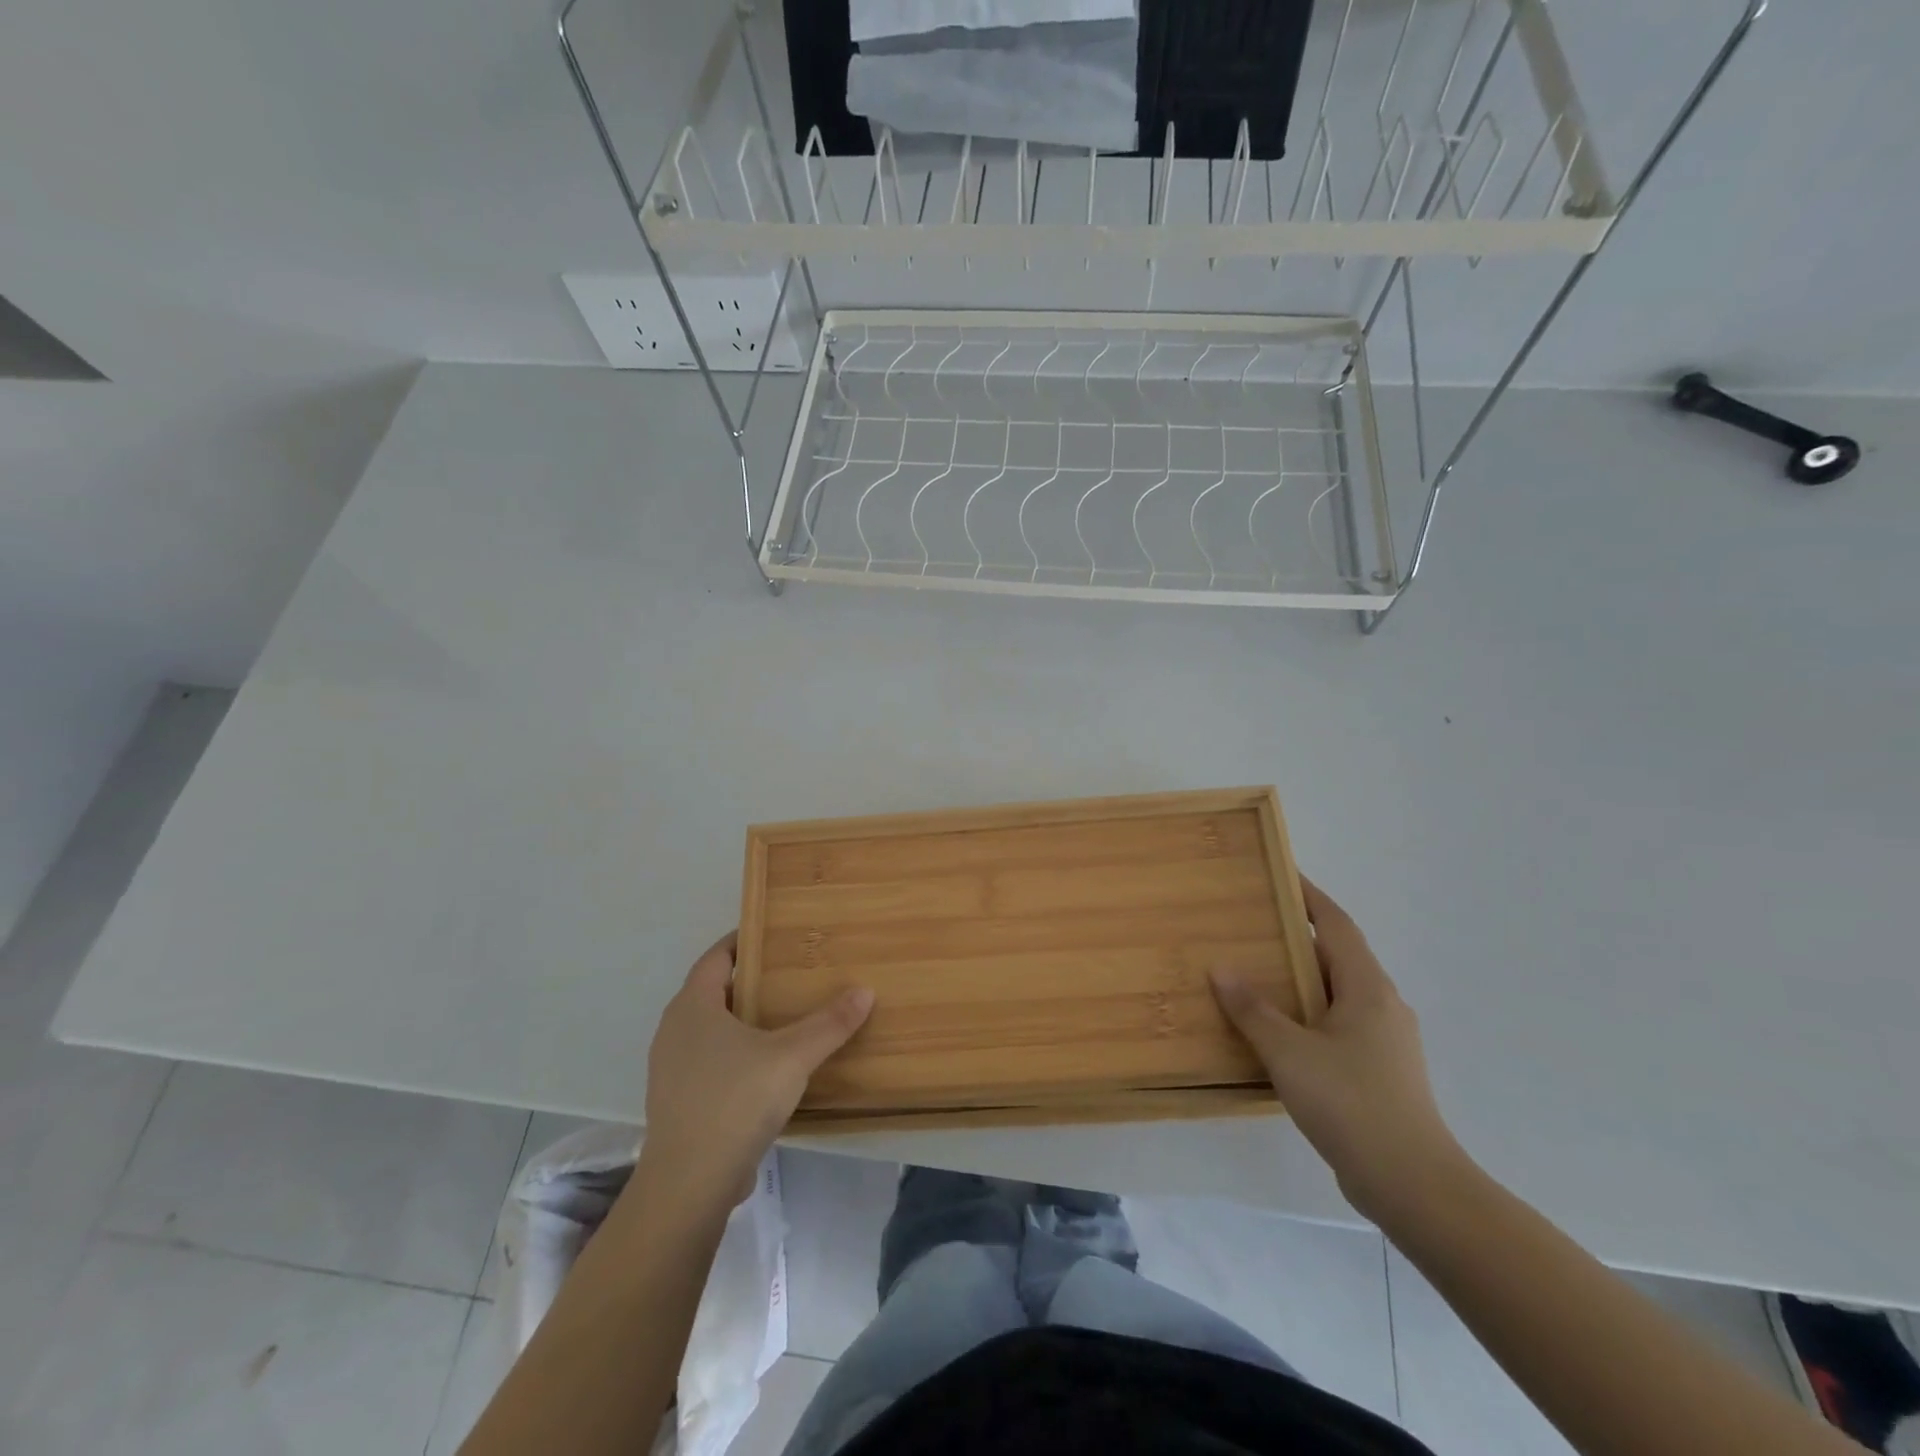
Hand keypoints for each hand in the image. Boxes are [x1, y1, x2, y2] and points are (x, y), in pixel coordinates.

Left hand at [642, 933, 873, 1201]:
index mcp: (693, 1006)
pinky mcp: (677, 1101)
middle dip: (748, 981)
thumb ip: (829, 1024)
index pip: (716, 958)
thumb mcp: (791, 1057)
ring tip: (781, 1019)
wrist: (688, 1185)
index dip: (741, 942)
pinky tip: (764, 1068)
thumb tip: (865, 991)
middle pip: (712, 991)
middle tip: (789, 975)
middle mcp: (674, 1030)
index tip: (772, 934)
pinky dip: (733, 1053)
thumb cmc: (735, 1101)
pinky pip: (707, 1061)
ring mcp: (670, 1069)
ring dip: (740, 1020)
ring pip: (708, 1029)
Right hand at [1211, 877, 1466, 1221]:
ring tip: (1255, 973)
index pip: (1336, 924)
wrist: (1414, 1185)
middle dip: (1296, 937)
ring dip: (1300, 979)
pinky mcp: (1379, 1071)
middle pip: (1336, 955)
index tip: (1281, 875)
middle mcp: (1382, 1005)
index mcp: (1367, 988)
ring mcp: (1384, 1040)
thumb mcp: (1289, 1052)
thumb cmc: (1352, 1103)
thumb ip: (1253, 1009)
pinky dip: (1306, 1014)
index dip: (1309, 896)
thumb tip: (1221, 968)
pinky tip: (1276, 1031)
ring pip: (1336, 993)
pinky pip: (1337, 1024)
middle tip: (1250, 925)